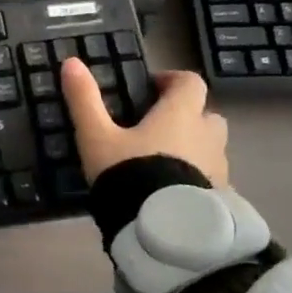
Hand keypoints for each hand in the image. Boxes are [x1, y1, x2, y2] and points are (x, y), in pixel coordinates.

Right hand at [59, 60, 230, 187]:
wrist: (162, 230)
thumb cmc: (130, 173)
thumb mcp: (96, 136)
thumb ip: (85, 100)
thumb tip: (71, 62)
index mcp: (180, 114)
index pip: (190, 82)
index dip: (172, 80)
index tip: (151, 88)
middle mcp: (207, 136)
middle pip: (206, 115)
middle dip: (187, 116)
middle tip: (157, 127)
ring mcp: (219, 168)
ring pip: (211, 147)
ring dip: (194, 147)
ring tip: (162, 162)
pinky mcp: (220, 198)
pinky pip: (211, 178)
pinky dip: (196, 177)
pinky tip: (171, 193)